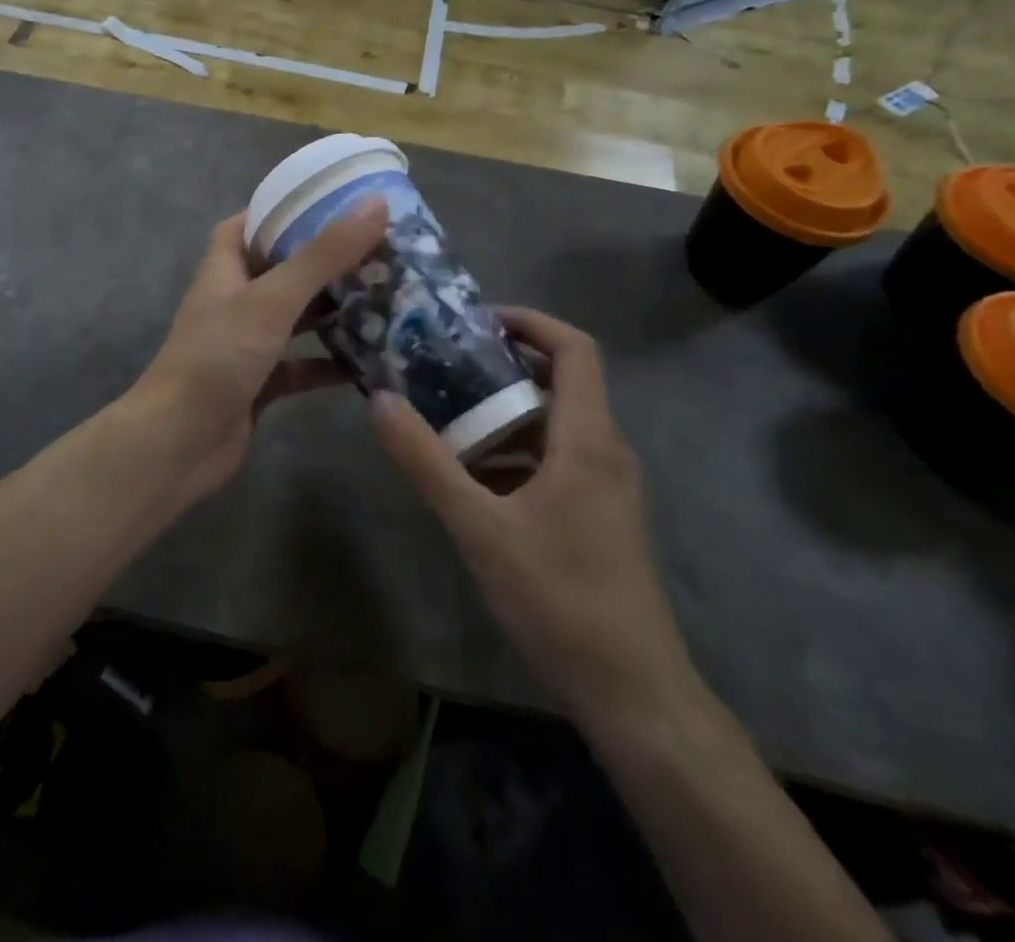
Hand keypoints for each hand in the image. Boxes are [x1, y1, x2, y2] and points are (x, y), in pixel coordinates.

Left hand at [128, 198, 389, 504]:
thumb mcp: (273, 298)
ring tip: (385, 297)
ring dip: (333, 311)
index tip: (332, 203)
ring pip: (296, 318)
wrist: (179, 443)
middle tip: (377, 250)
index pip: (249, 224)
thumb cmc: (219, 357)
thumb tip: (374, 203)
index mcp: (225, 268)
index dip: (283, 210)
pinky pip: (301, 365)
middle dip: (325, 261)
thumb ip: (323, 254)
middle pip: (282, 269)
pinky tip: (370, 361)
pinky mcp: (260, 383)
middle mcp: (234, 301)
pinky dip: (330, 363)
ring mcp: (246, 344)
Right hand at [369, 308, 695, 726]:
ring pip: (554, 423)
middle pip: (561, 381)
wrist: (634, 693)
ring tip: (446, 414)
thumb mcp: (480, 529)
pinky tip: (472, 474)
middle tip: (444, 364)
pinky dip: (515, 450)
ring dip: (504, 411)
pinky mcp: (600, 514)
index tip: (476, 321)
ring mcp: (607, 485)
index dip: (530, 322)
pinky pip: (555, 458)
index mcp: (587, 440)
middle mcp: (605, 450)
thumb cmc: (560, 600)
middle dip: (502, 365)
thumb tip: (380, 400)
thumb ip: (427, 462)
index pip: (575, 349)